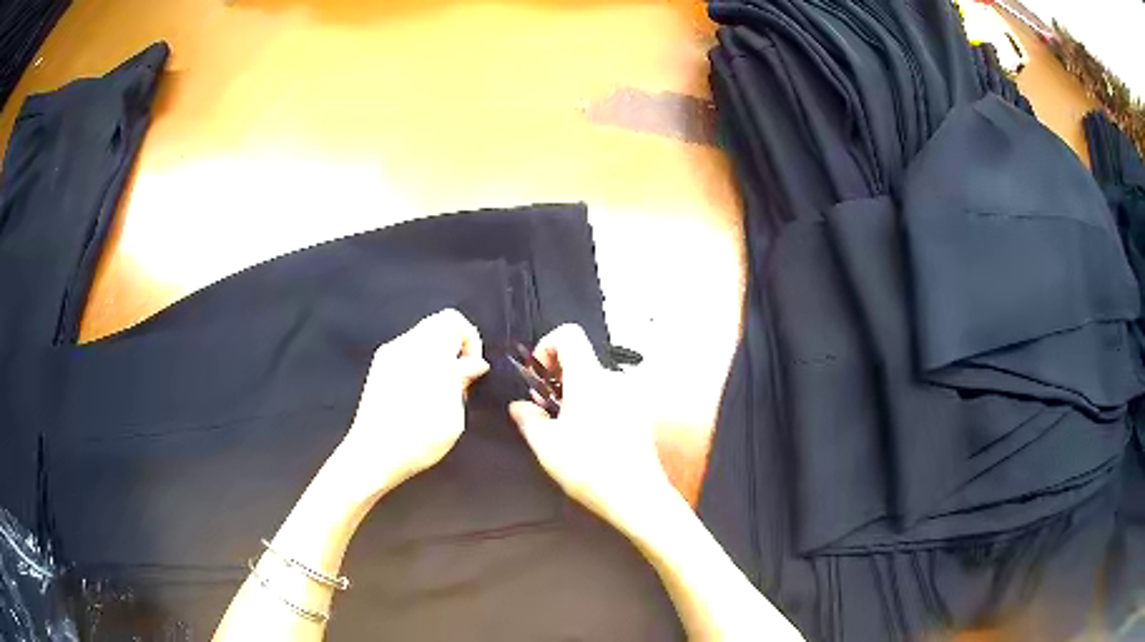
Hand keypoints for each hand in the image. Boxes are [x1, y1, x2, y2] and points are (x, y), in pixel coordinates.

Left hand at [332, 309, 488, 502]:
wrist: (372, 456)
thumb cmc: (416, 441)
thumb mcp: (452, 416)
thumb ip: (463, 381)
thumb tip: (474, 364)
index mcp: (425, 354)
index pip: (453, 320)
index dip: (470, 340)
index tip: (472, 369)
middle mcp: (404, 346)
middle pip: (437, 324)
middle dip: (455, 347)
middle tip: (460, 380)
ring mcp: (388, 355)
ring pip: (422, 336)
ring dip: (438, 354)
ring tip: (441, 389)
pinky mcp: (378, 367)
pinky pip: (408, 350)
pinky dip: (422, 361)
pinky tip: (422, 393)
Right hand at [509, 325, 671, 528]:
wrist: (635, 495)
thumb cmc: (587, 467)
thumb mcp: (545, 444)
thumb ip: (528, 418)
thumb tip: (519, 406)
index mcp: (589, 378)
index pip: (569, 334)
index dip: (547, 345)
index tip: (538, 375)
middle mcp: (613, 379)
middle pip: (581, 359)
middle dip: (557, 377)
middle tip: (544, 407)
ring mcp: (630, 396)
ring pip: (595, 380)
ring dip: (575, 393)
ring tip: (564, 426)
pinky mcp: (639, 413)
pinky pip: (610, 396)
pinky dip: (593, 405)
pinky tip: (587, 436)